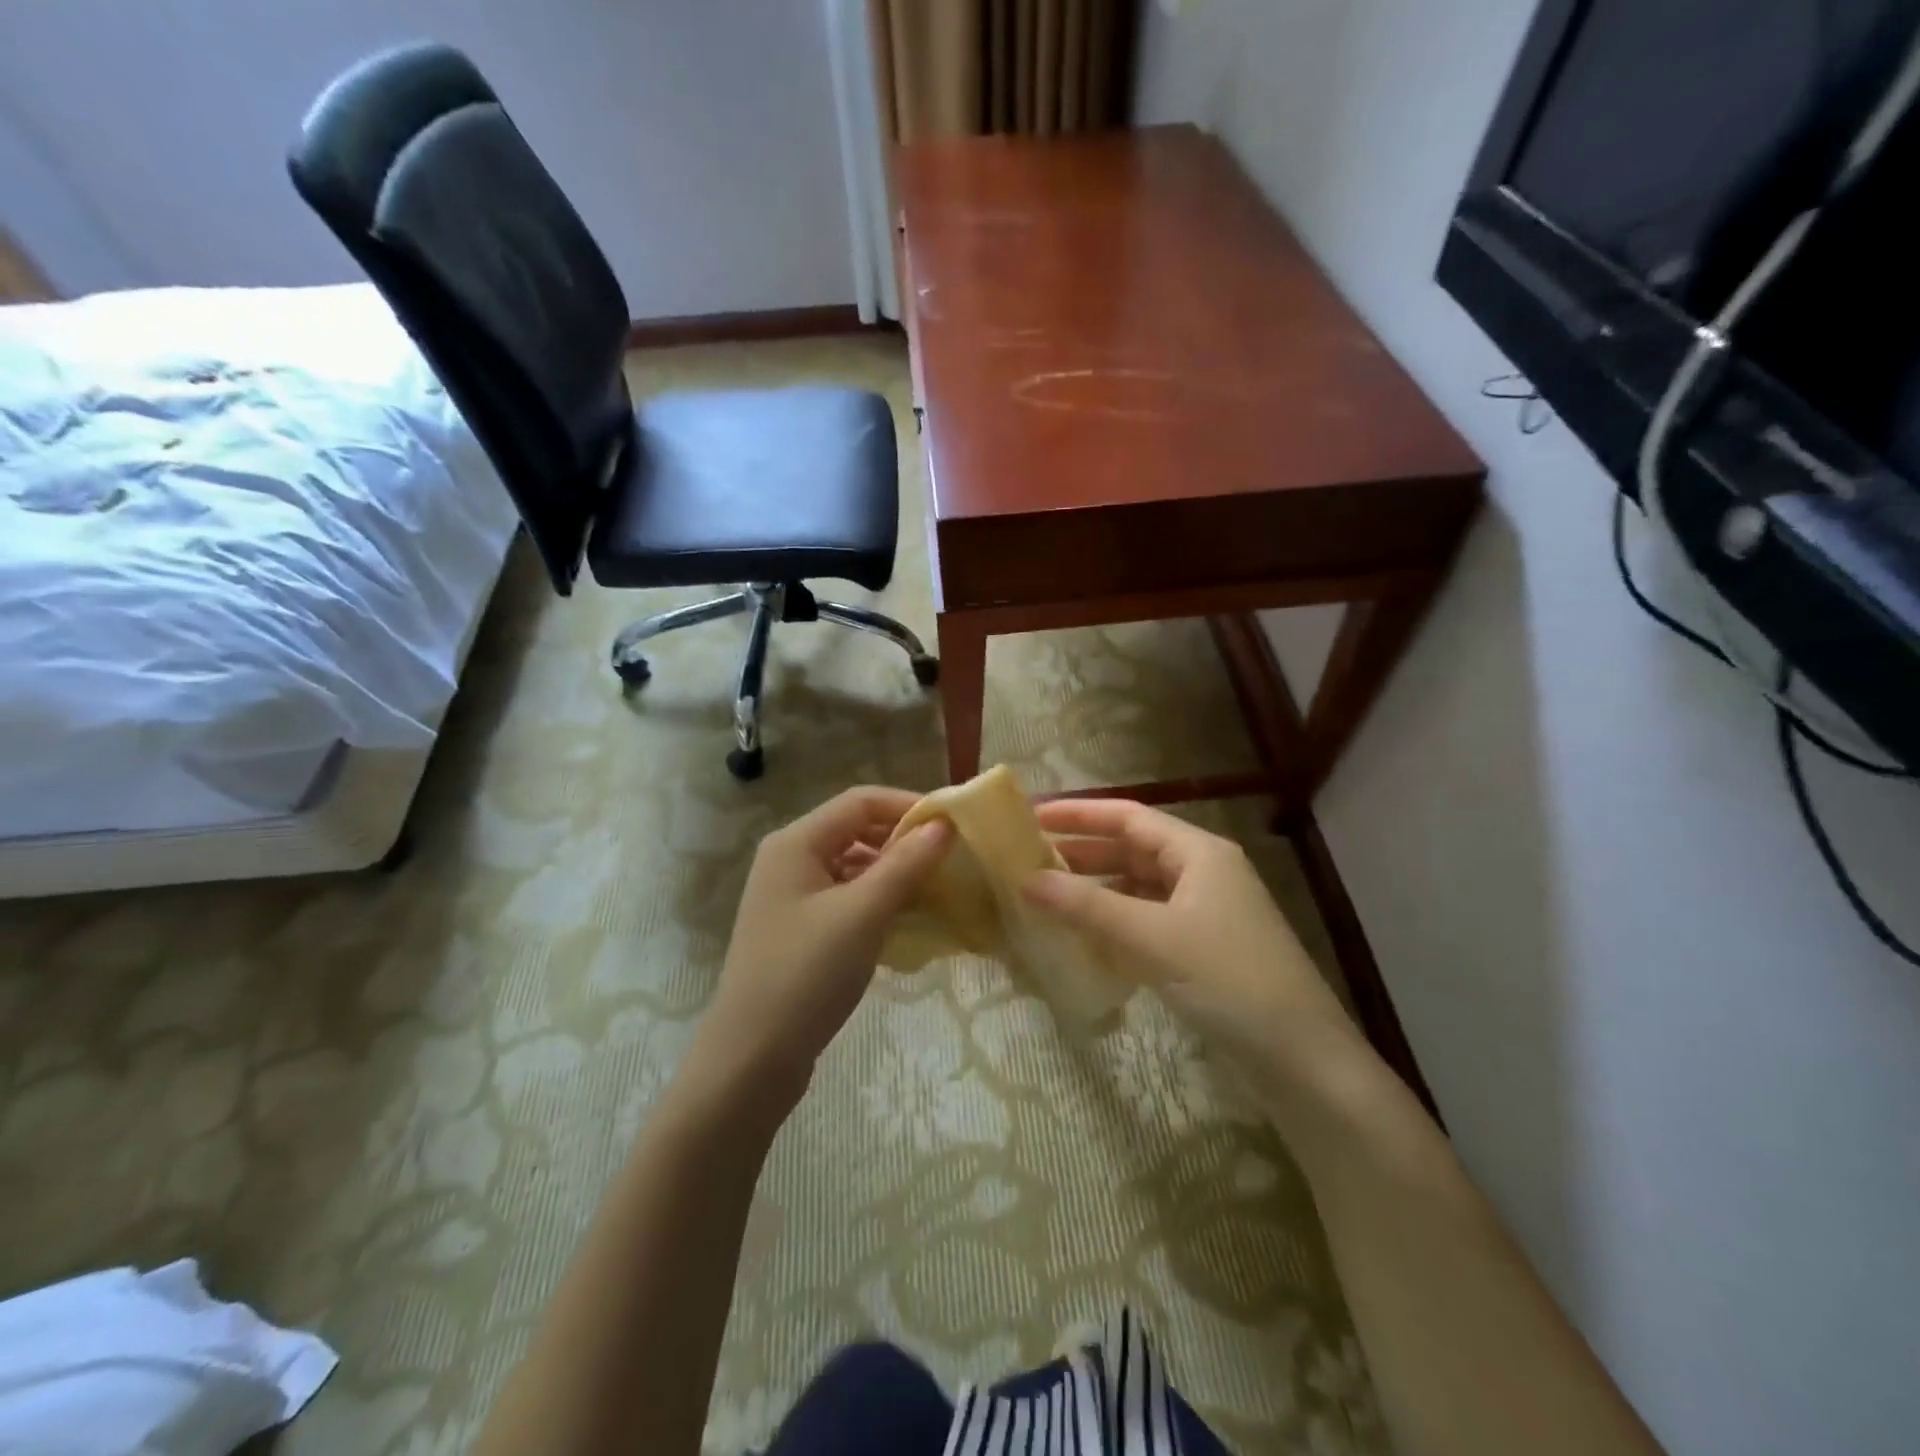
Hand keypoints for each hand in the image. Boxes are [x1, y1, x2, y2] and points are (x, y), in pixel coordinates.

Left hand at [692, 787, 951, 1105]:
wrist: (751, 1060)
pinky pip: (847, 898)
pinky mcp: (800, 930)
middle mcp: (790, 860)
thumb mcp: (862, 914)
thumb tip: (944, 824)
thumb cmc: (806, 975)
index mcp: (796, 842)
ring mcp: (792, 897)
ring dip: (895, 873)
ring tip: (939, 890)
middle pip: (856, 831)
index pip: (860, 801)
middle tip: (952, 859)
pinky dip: (879, 901)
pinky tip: (909, 921)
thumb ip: (905, 865)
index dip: (909, 805)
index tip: (954, 824)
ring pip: (853, 867)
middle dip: (904, 840)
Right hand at [1023, 799, 1364, 1077]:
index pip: (1128, 816)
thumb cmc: (1229, 980)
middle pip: (1132, 849)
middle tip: (1028, 859)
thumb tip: (1025, 880)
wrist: (1302, 1060)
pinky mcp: (1203, 948)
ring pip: (1138, 888)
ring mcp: (1205, 912)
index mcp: (1199, 853)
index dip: (1079, 813)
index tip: (1031, 817)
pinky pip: (1148, 921)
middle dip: (1082, 852)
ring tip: (1046, 896)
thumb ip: (1087, 907)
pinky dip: (1114, 923)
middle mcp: (1203, 873)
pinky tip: (1084, 936)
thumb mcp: (1153, 938)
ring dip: (1096, 890)